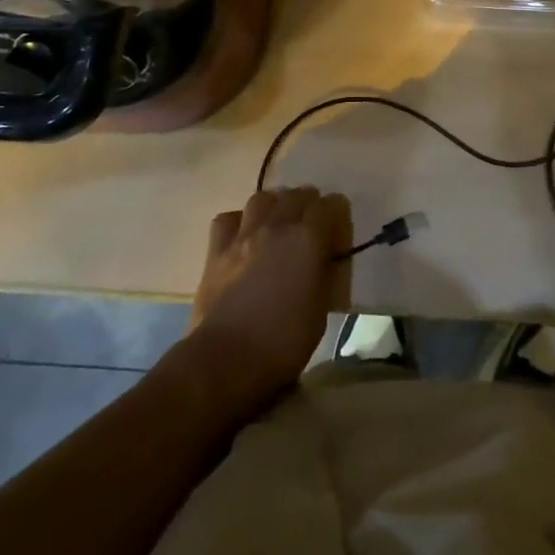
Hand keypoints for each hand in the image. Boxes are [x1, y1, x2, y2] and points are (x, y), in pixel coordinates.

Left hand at [185, 187, 349, 409]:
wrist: (225, 360)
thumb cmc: (282, 342)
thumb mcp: (321, 310)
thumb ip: (324, 273)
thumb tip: (324, 260)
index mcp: (308, 239)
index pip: (331, 204)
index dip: (337, 214)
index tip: (338, 232)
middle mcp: (278, 226)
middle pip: (297, 194)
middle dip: (308, 205)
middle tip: (310, 226)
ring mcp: (244, 234)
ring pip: (262, 197)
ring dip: (274, 205)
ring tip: (277, 223)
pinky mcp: (217, 250)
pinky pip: (228, 218)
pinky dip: (238, 222)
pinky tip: (243, 237)